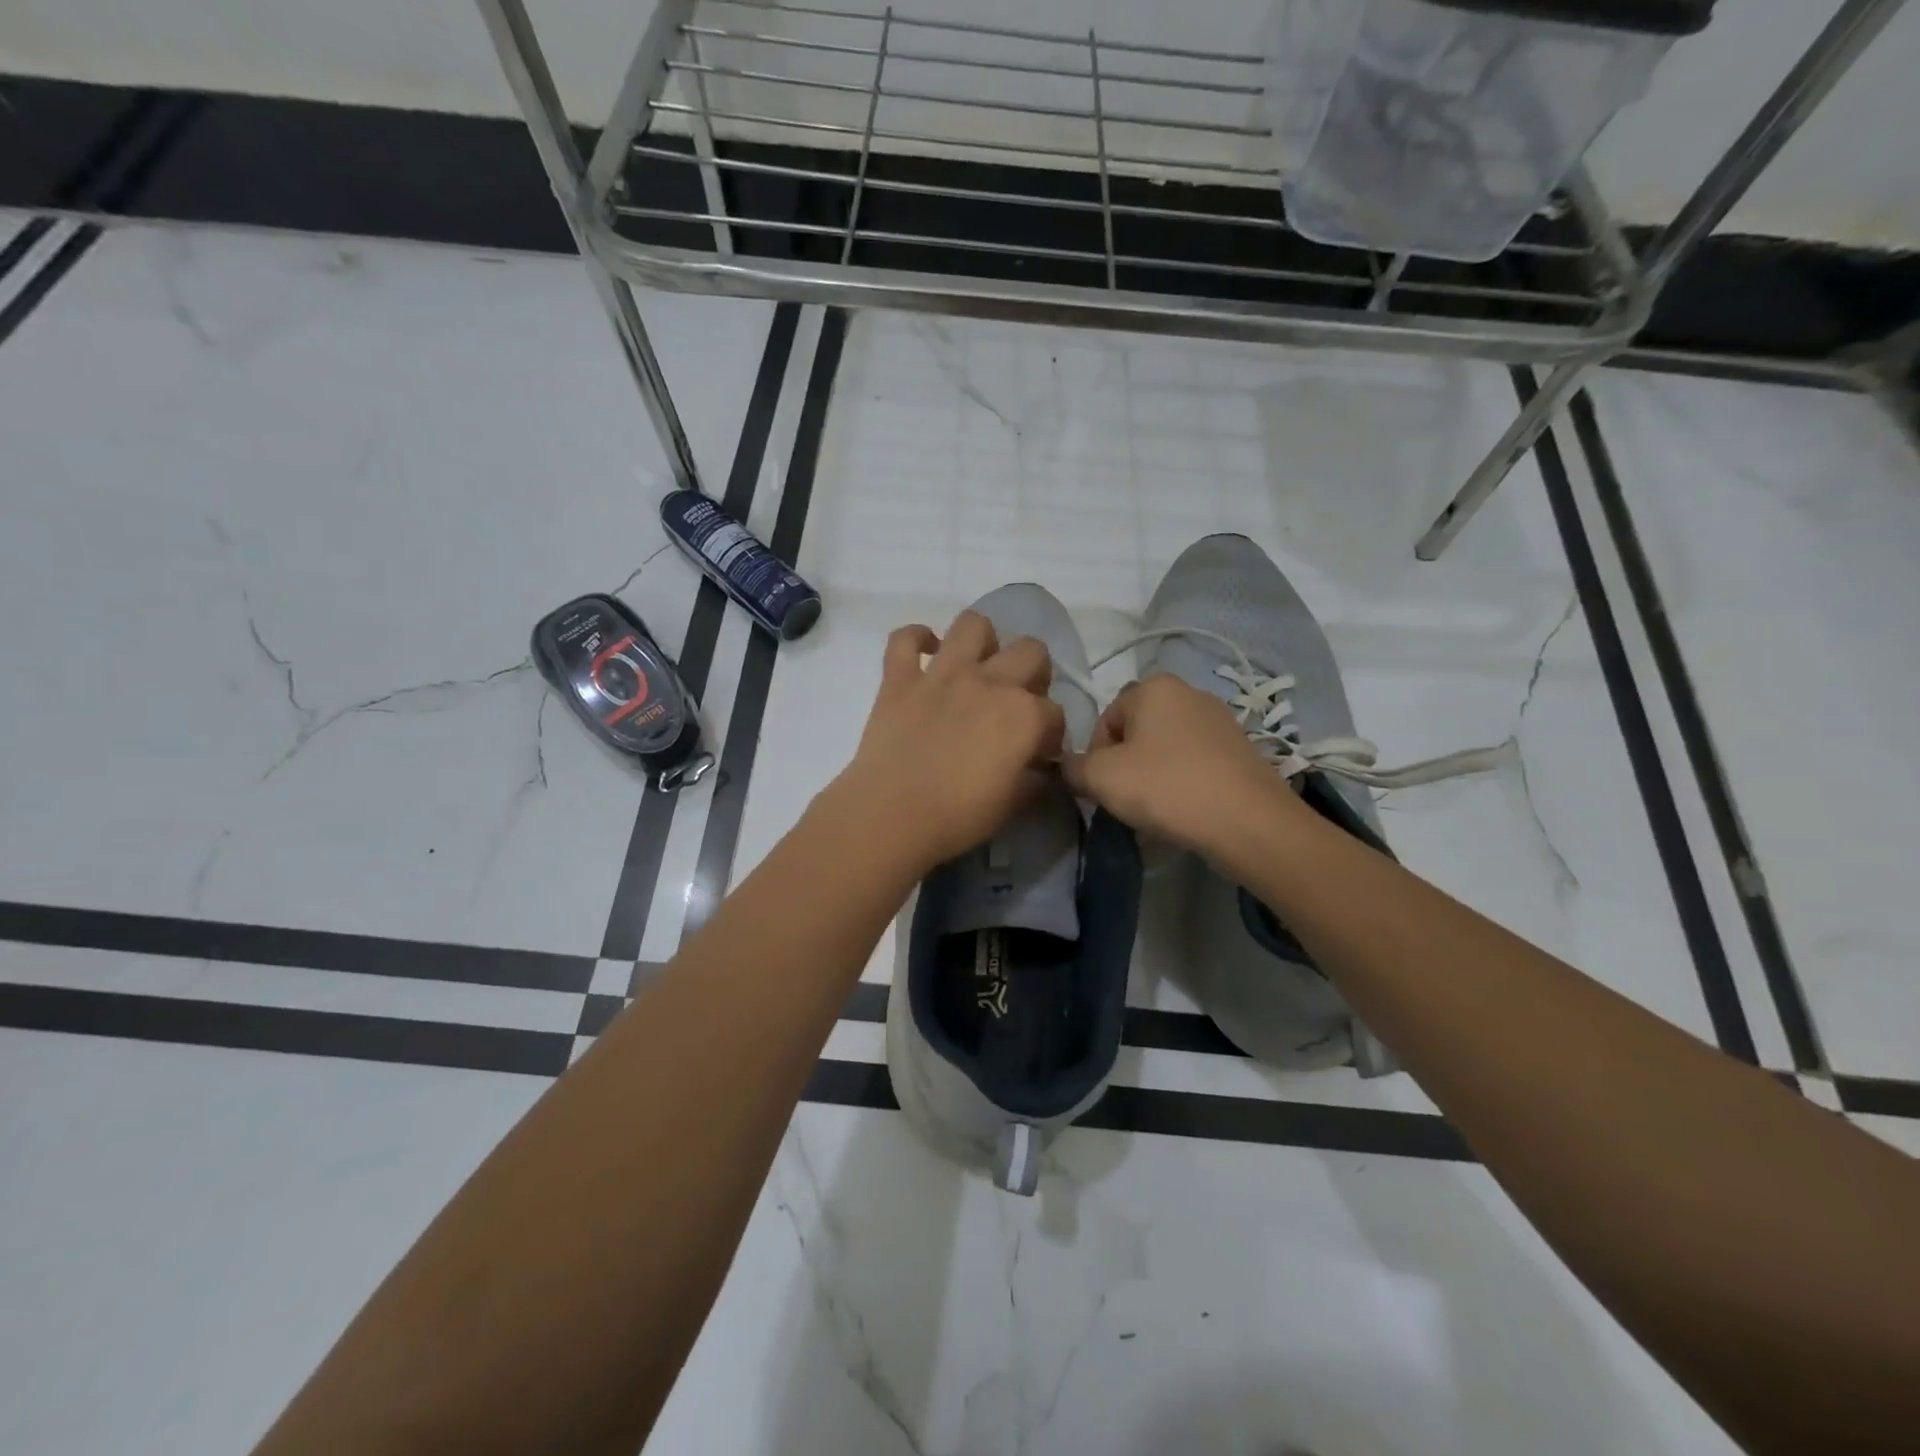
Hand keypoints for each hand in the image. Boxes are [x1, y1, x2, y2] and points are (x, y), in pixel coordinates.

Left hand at [834, 611, 1066, 870]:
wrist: (891, 814)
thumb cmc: (958, 817)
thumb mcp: (1013, 806)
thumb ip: (1034, 780)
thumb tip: (1040, 768)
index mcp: (1024, 715)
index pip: (1055, 713)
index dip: (1050, 734)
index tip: (1038, 753)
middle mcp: (990, 682)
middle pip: (1031, 651)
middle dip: (1034, 673)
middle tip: (1018, 701)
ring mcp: (942, 674)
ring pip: (974, 625)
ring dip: (983, 640)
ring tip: (978, 665)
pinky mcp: (900, 678)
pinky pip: (904, 639)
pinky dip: (914, 639)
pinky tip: (924, 653)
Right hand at [1063, 672, 1304, 852]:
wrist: (1248, 821)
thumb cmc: (1166, 787)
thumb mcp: (1100, 778)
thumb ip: (1073, 768)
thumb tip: (1069, 768)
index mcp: (1154, 686)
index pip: (1105, 719)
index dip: (1095, 756)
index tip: (1102, 787)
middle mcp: (1189, 692)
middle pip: (1137, 732)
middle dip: (1126, 765)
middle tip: (1126, 800)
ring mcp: (1221, 720)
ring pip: (1167, 749)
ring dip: (1153, 776)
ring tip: (1156, 810)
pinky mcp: (1242, 749)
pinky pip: (1195, 763)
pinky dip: (1183, 783)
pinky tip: (1185, 812)